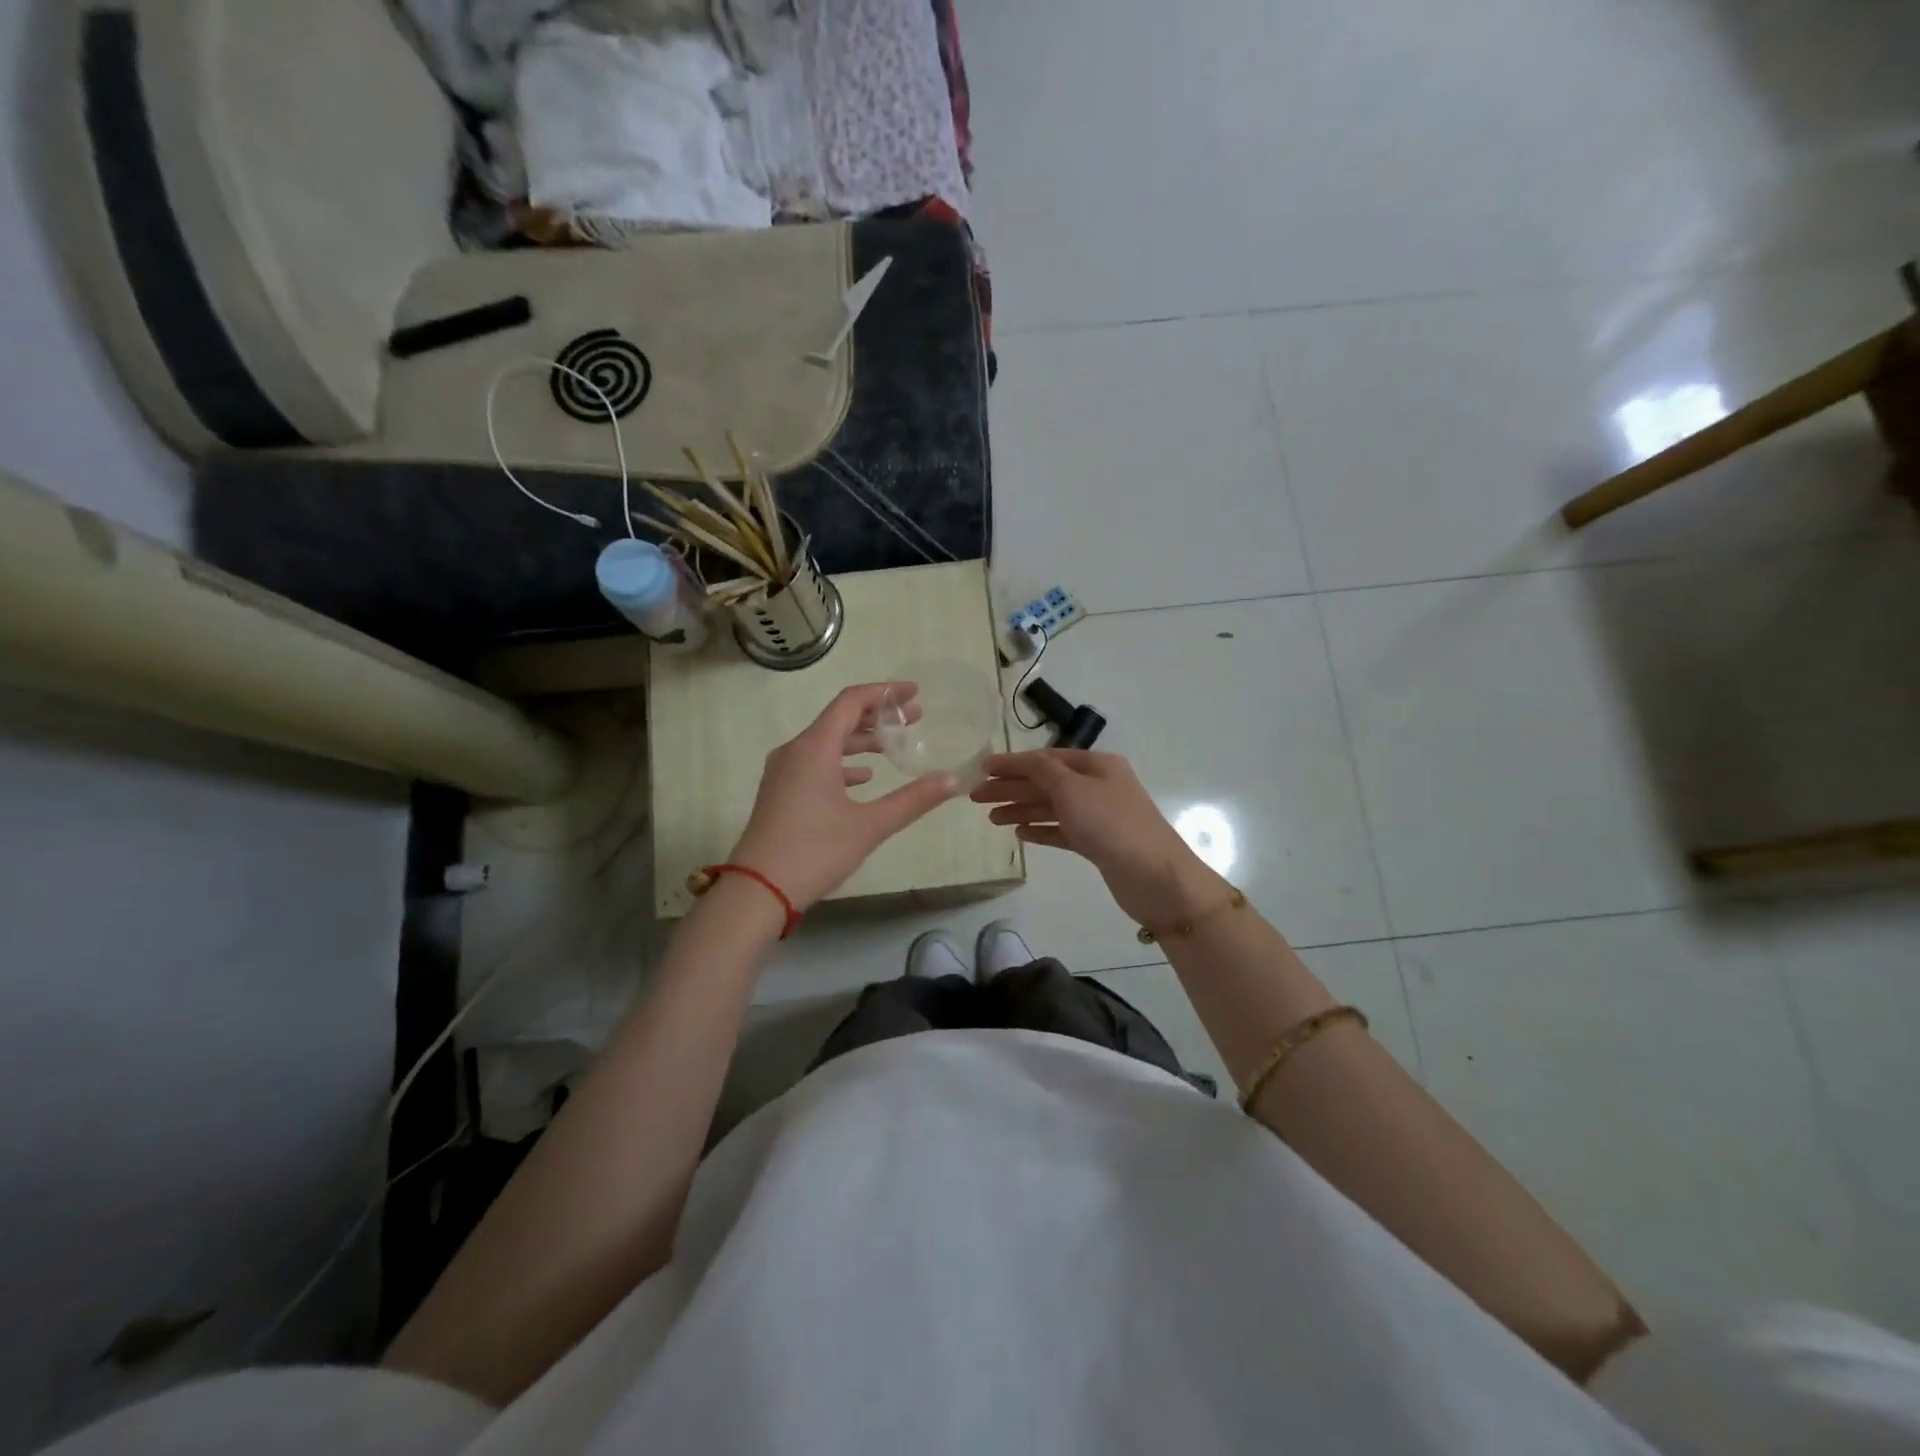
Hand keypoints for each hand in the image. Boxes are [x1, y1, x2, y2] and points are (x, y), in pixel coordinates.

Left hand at [728, 683, 963, 910]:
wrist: (758, 890)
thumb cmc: (814, 851)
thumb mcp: (870, 825)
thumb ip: (914, 799)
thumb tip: (954, 780)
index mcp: (814, 747)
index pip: (852, 702)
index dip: (885, 693)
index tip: (915, 694)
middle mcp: (795, 750)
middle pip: (839, 718)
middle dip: (878, 716)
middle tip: (914, 719)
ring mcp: (784, 771)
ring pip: (827, 742)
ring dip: (861, 740)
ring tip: (894, 746)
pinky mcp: (780, 792)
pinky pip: (815, 763)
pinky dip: (842, 763)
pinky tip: (863, 778)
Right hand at [970, 750, 1223, 927]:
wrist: (1155, 877)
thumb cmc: (1111, 825)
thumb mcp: (1072, 789)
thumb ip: (1043, 772)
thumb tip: (1022, 762)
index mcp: (1095, 765)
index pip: (1045, 759)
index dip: (1012, 763)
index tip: (981, 768)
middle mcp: (1097, 786)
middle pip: (1046, 782)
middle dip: (1011, 788)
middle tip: (976, 797)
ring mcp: (1098, 816)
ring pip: (1051, 807)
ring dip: (1021, 809)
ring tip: (991, 818)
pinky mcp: (1097, 844)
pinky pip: (1061, 830)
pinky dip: (1040, 829)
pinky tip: (1019, 834)